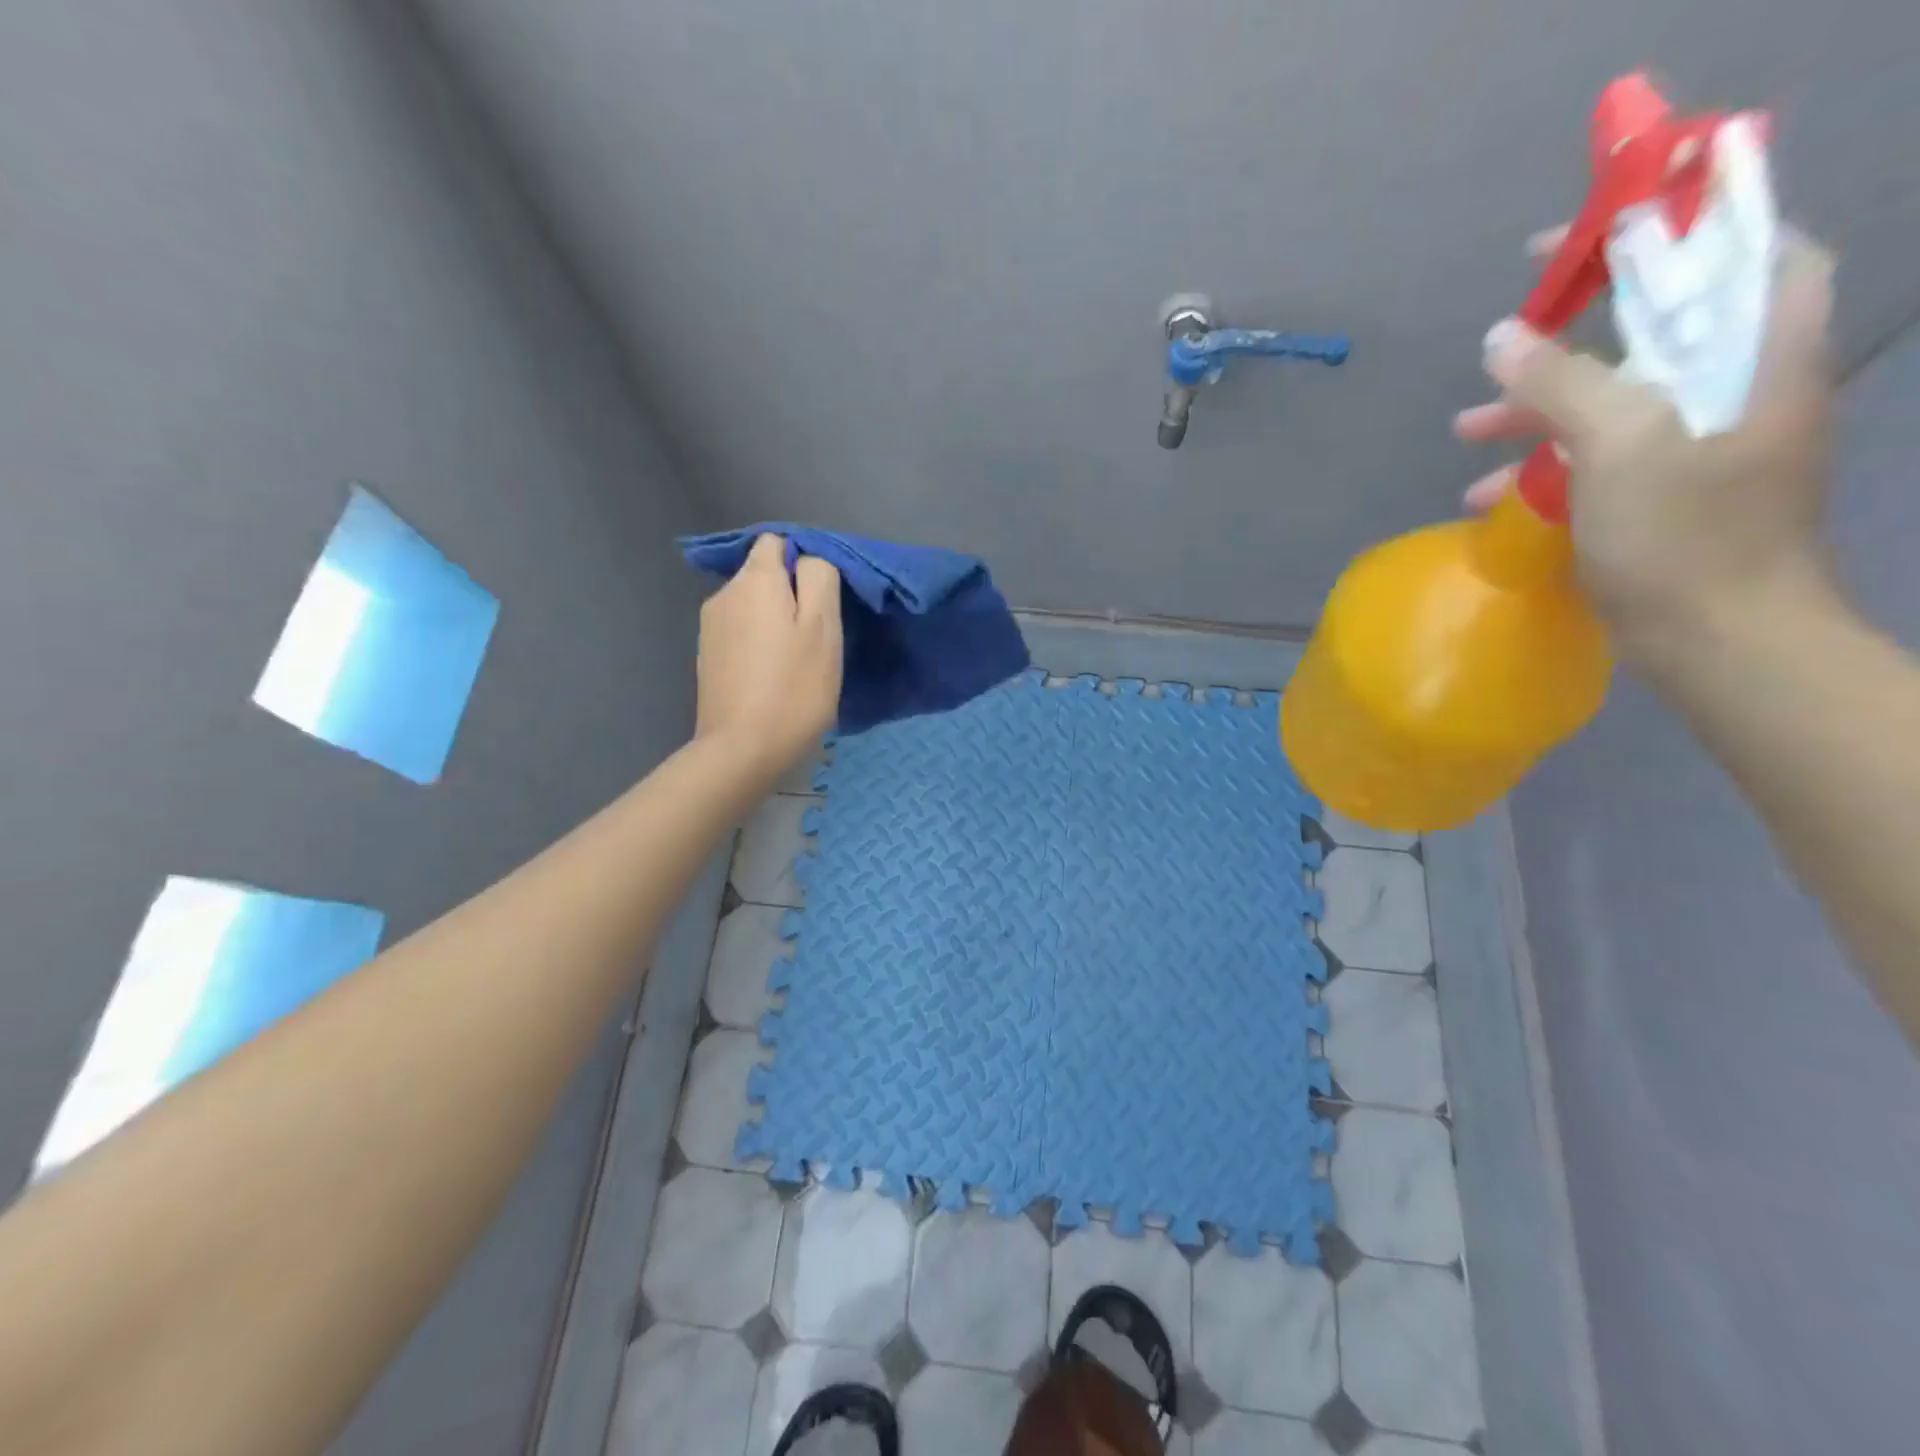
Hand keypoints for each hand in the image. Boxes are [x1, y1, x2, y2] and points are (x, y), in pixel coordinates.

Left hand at [695, 534, 842, 780]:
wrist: (742, 750)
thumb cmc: (793, 688)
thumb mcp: (823, 627)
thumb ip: (819, 578)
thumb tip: (808, 558)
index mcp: (754, 580)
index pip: (779, 542)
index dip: (805, 562)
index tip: (824, 599)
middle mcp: (724, 593)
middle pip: (763, 574)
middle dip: (791, 594)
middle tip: (816, 636)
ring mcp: (710, 627)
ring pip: (751, 605)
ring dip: (774, 621)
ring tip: (795, 660)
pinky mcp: (707, 656)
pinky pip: (740, 632)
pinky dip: (758, 643)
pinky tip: (772, 675)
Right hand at [1454, 229, 1837, 665]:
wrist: (1718, 639)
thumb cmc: (1685, 535)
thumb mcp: (1620, 446)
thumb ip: (1561, 383)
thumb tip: (1500, 337)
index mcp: (1760, 352)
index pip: (1743, 247)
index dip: (1678, 224)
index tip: (1599, 231)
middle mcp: (1738, 385)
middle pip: (1660, 326)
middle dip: (1576, 329)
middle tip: (1508, 329)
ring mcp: (1698, 444)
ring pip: (1613, 397)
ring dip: (1538, 408)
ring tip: (1465, 430)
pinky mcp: (1663, 492)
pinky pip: (1597, 456)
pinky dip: (1543, 465)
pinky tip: (1488, 494)